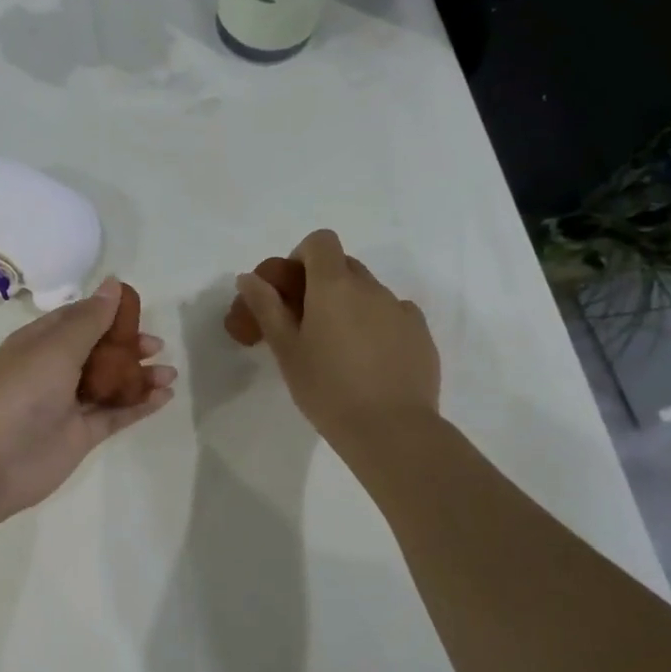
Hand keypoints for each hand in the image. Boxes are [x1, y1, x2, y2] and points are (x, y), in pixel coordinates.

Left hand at [0, 278, 176, 526]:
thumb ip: (90, 319)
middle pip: (98, 351)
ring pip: (110, 383)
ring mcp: (68, 404)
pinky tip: (164, 397)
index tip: (140, 310)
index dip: (108, 313)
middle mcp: (54, 369)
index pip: (78, 319)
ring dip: (139, 376)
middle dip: (128, 346)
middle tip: (157, 346)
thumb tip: (114, 283)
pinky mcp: (81, 434)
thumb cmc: (20, 392)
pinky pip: (115, 414)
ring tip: (169, 373)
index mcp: (40, 342)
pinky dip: (139, 405)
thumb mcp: (56, 347)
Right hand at [232, 229, 439, 445]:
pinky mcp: (421, 334)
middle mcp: (371, 288)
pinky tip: (370, 360)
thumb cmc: (326, 389)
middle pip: (344, 265)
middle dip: (322, 283)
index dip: (302, 256)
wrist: (391, 430)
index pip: (321, 241)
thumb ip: (267, 307)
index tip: (291, 290)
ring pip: (369, 292)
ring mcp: (401, 310)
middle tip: (306, 322)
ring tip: (339, 349)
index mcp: (334, 286)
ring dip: (350, 305)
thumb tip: (248, 277)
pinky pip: (394, 315)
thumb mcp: (286, 350)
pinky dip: (377, 325)